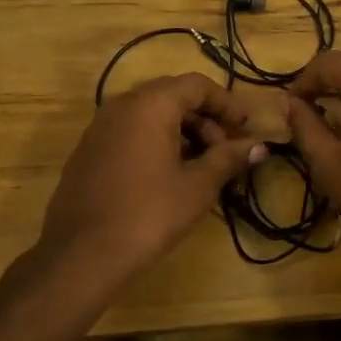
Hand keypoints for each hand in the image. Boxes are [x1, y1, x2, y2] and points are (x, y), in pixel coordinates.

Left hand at [40, 74, 265, 277]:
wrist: (81, 255)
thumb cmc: (149, 213)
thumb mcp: (198, 186)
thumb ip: (229, 158)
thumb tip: (260, 146)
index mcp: (150, 105)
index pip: (196, 85)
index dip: (226, 102)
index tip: (247, 125)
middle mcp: (122, 106)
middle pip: (172, 96)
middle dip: (205, 117)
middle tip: (227, 147)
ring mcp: (100, 128)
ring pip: (150, 114)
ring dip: (182, 130)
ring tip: (203, 164)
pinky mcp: (88, 151)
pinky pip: (131, 132)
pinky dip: (157, 141)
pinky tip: (170, 174)